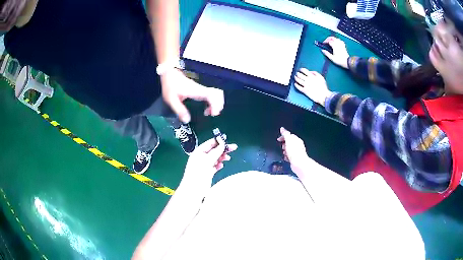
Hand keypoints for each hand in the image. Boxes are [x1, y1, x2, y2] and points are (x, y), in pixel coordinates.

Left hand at [161, 69, 224, 122]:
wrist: (169, 73)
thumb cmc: (170, 84)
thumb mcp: (171, 99)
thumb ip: (179, 110)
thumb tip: (187, 120)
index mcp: (195, 91)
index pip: (211, 95)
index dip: (215, 104)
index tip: (213, 114)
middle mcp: (201, 89)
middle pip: (218, 94)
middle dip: (219, 105)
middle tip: (212, 114)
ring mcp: (201, 89)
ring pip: (216, 94)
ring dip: (216, 104)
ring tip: (209, 113)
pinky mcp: (200, 89)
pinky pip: (211, 95)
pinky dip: (213, 102)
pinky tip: (206, 108)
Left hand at [182, 136, 237, 187]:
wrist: (194, 189)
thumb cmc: (198, 173)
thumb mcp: (208, 160)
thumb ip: (216, 151)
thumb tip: (222, 141)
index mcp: (199, 152)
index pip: (210, 143)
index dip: (219, 141)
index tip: (228, 140)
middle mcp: (202, 157)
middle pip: (214, 150)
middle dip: (223, 149)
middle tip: (234, 148)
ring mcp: (205, 165)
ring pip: (216, 158)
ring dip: (222, 157)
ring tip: (227, 159)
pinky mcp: (208, 172)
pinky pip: (215, 166)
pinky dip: (219, 165)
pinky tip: (221, 166)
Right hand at [277, 127, 310, 175]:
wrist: (299, 164)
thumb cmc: (294, 152)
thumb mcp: (288, 140)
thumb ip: (285, 134)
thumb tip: (282, 129)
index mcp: (297, 140)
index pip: (290, 135)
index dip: (283, 137)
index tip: (278, 139)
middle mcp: (298, 145)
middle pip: (289, 143)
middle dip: (284, 144)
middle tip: (282, 147)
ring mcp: (297, 152)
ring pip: (289, 150)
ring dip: (285, 151)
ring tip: (284, 153)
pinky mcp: (295, 158)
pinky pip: (289, 156)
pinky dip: (286, 156)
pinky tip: (286, 158)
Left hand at [294, 69, 331, 105]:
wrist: (323, 96)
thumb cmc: (323, 87)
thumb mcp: (321, 77)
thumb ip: (315, 73)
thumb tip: (310, 72)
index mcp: (312, 76)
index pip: (304, 70)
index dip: (301, 69)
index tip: (300, 69)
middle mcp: (308, 80)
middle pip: (300, 75)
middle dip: (297, 73)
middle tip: (297, 73)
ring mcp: (306, 85)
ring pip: (298, 80)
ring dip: (296, 78)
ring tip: (295, 77)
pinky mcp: (305, 91)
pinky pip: (298, 87)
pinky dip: (296, 85)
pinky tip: (295, 84)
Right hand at [322, 36, 349, 68]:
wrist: (347, 62)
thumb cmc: (339, 60)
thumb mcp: (332, 58)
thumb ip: (327, 53)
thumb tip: (322, 50)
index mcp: (334, 46)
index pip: (329, 41)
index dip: (325, 41)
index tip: (323, 43)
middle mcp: (338, 44)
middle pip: (333, 38)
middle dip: (328, 38)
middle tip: (326, 41)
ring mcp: (341, 44)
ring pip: (336, 38)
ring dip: (333, 39)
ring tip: (331, 41)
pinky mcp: (343, 46)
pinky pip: (340, 41)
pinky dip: (338, 40)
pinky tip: (337, 42)